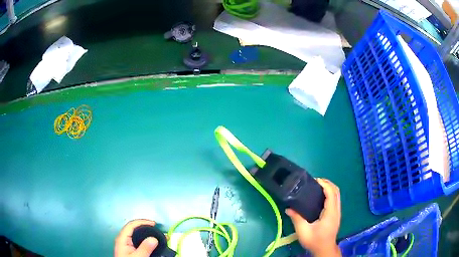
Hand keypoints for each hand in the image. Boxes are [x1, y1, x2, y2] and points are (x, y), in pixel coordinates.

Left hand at [114, 219, 158, 256]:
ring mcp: (126, 244)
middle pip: (134, 228)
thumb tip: (154, 238)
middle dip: (146, 227)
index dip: (142, 222)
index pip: (131, 225)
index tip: (154, 224)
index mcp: (122, 239)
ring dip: (147, 234)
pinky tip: (152, 243)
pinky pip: (138, 241)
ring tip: (158, 236)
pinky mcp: (129, 249)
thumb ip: (145, 248)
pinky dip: (145, 240)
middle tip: (158, 230)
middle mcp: (123, 239)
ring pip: (136, 235)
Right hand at [286, 178, 340, 256]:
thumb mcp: (303, 231)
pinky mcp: (336, 215)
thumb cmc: (315, 241)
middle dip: (327, 183)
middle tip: (315, 182)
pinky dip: (330, 193)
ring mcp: (337, 212)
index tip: (315, 180)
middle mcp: (336, 210)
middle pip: (336, 191)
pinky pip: (335, 199)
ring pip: (337, 195)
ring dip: (329, 188)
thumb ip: (297, 219)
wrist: (324, 249)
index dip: (325, 184)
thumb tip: (288, 208)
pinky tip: (320, 197)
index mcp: (330, 213)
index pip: (331, 193)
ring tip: (317, 187)